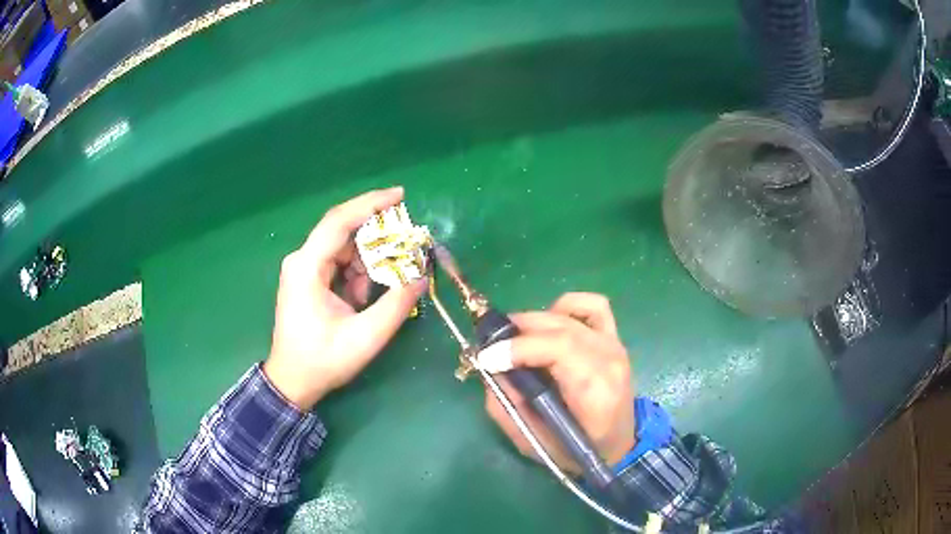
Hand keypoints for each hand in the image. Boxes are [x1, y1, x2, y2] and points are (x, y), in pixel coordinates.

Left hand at [263, 188, 426, 410]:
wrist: (293, 381)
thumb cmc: (323, 361)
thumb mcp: (365, 337)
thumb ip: (395, 305)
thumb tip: (421, 278)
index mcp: (307, 267)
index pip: (339, 221)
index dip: (370, 204)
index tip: (400, 194)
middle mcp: (302, 260)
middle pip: (343, 231)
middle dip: (376, 235)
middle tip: (407, 243)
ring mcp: (304, 269)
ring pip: (343, 248)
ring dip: (368, 262)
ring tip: (383, 283)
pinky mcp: (309, 279)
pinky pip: (339, 264)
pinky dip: (357, 275)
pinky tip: (364, 297)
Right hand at [479, 293, 634, 472]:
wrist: (618, 444)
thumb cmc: (577, 450)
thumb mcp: (534, 441)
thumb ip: (507, 407)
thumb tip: (489, 370)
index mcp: (595, 391)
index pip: (559, 348)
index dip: (519, 347)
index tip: (487, 357)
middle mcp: (609, 359)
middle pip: (559, 327)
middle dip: (517, 330)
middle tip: (491, 346)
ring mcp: (613, 344)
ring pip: (568, 314)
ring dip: (534, 320)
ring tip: (515, 338)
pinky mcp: (613, 337)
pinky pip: (592, 305)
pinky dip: (566, 306)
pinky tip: (550, 325)